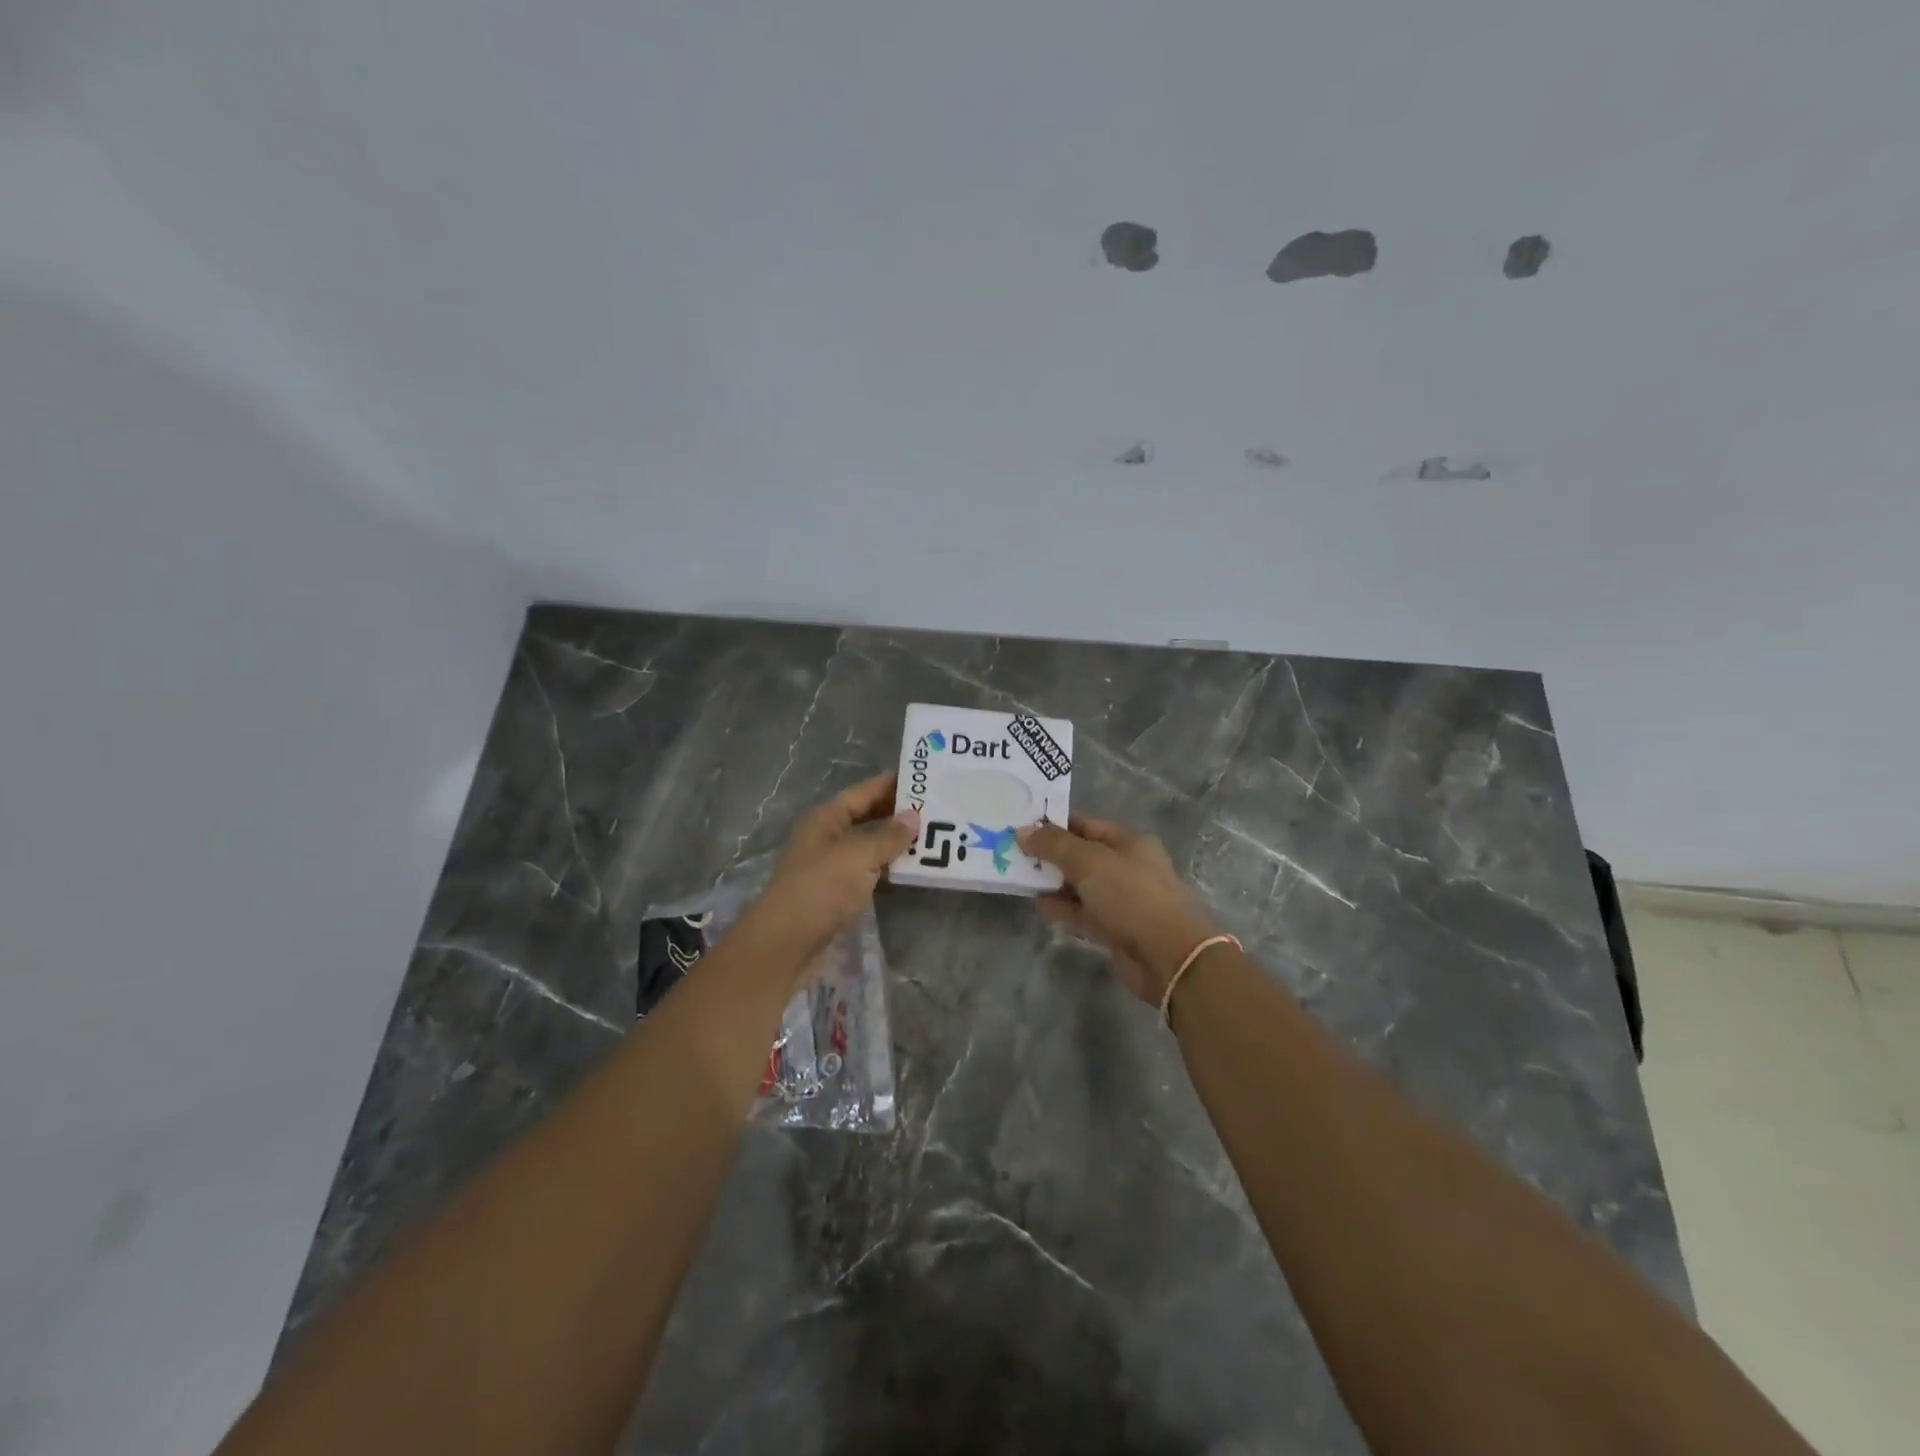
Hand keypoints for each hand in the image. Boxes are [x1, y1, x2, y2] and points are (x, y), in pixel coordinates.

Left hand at [734, 773, 917, 982]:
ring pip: (868, 846)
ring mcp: (830, 866)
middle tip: (934, 808)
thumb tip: (913, 816)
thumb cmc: (822, 888)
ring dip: (895, 843)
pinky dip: (888, 869)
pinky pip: (868, 872)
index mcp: (826, 819)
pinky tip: (912, 870)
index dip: (890, 784)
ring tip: (931, 837)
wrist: (787, 943)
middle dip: (896, 813)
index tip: (922, 777)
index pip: (863, 792)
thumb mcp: (859, 856)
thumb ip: (888, 836)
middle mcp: (826, 837)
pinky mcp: (837, 893)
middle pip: (865, 817)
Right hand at [1018, 816, 1219, 1003]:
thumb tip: (1022, 831)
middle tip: (1012, 852)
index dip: (1054, 824)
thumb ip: (1054, 845)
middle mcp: (1127, 867)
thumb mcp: (1089, 861)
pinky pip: (1083, 913)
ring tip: (1019, 878)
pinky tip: (1038, 905)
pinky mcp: (1115, 929)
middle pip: (1081, 855)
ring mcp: (1122, 900)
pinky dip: (1062, 908)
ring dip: (1053, 882)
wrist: (1169, 956)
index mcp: (1129, 843)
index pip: (1085, 824)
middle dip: (1050, 854)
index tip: (1021, 825)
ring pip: (1080, 885)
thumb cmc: (1131, 896)